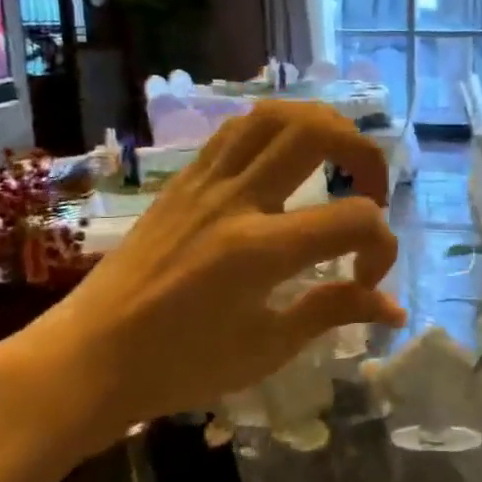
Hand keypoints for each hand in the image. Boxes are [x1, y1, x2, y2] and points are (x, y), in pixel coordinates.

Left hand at [0, 102, 406, 457]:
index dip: (382, 247)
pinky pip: (236, 131)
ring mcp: (204, 183)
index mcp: (260, 251)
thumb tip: (393, 307)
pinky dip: (276, 131)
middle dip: (365, 153)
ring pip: (273, 115)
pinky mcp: (182, 181)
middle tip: (372, 192)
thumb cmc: (179, 366)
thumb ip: (333, 312)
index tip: (366, 281)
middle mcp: (235, 200)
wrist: (88, 358)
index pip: (355, 219)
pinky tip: (284, 160)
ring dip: (321, 126)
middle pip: (317, 132)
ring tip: (337, 159)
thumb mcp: (266, 348)